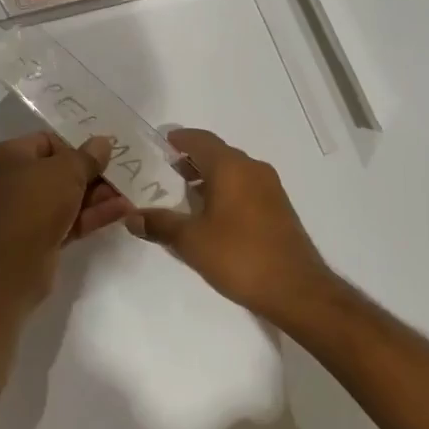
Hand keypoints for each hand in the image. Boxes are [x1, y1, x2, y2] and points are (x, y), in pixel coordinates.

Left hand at [0, 132, 132, 298]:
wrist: (13, 264)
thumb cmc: (35, 202)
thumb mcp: (67, 171)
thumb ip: (88, 156)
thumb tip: (102, 142)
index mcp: (10, 156)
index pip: (47, 141)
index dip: (75, 145)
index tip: (102, 153)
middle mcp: (12, 181)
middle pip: (58, 171)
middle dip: (91, 174)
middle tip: (122, 172)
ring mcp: (24, 213)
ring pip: (65, 198)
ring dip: (96, 196)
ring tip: (128, 192)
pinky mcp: (38, 239)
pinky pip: (68, 220)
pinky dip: (91, 215)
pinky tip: (122, 211)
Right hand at [134, 129, 334, 323]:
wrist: (296, 289)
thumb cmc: (239, 256)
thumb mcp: (191, 241)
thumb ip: (160, 224)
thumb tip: (131, 217)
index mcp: (231, 166)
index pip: (200, 139)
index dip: (178, 140)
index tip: (158, 146)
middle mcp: (252, 168)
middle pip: (217, 153)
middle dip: (190, 160)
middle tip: (163, 173)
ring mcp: (270, 188)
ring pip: (232, 171)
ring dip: (208, 178)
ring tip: (183, 196)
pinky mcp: (278, 208)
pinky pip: (245, 187)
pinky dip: (225, 191)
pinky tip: (211, 216)